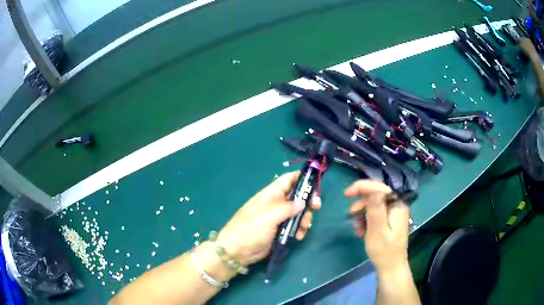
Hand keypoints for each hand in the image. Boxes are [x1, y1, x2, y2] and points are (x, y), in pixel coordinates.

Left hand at [216, 172, 320, 265]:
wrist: (237, 252)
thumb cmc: (250, 229)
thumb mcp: (268, 216)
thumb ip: (287, 208)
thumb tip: (302, 202)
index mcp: (271, 194)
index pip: (288, 179)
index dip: (302, 178)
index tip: (316, 184)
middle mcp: (276, 204)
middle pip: (297, 196)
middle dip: (308, 201)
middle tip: (317, 207)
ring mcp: (279, 218)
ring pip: (299, 212)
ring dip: (305, 219)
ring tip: (303, 229)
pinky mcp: (280, 231)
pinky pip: (295, 226)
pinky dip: (299, 230)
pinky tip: (298, 237)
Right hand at [345, 180, 410, 272]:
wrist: (390, 267)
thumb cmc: (384, 251)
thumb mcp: (377, 231)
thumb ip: (375, 209)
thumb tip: (373, 190)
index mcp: (397, 205)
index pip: (379, 188)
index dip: (362, 187)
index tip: (346, 194)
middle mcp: (397, 205)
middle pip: (375, 195)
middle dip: (361, 205)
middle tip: (350, 216)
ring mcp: (393, 213)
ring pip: (373, 205)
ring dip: (361, 215)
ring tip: (357, 229)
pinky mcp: (389, 220)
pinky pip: (374, 214)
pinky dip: (365, 220)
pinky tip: (361, 231)